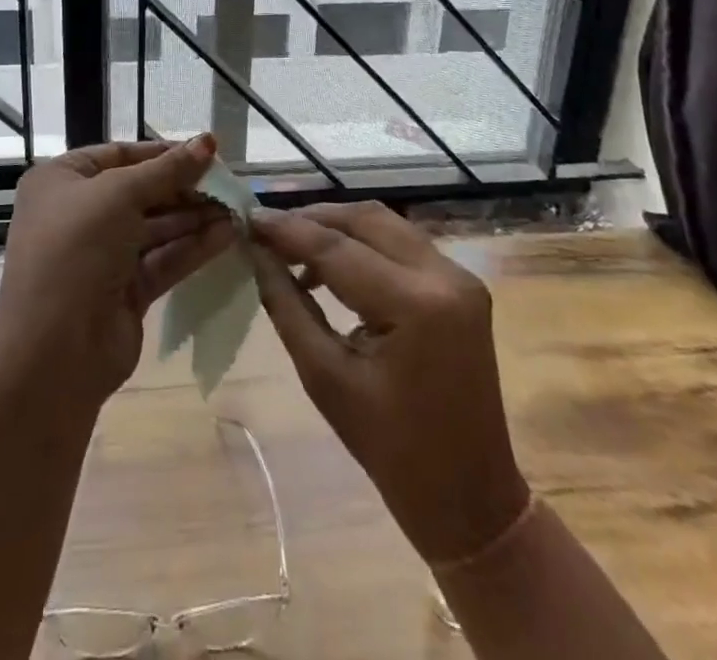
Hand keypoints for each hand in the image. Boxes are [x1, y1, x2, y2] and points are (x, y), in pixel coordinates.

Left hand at [0, 135, 232, 406]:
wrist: (54, 352)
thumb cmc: (77, 249)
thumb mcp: (119, 195)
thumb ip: (168, 169)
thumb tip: (208, 140)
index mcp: (61, 181)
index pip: (118, 155)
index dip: (162, 152)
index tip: (206, 151)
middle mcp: (78, 214)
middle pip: (140, 191)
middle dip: (184, 187)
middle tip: (228, 182)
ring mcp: (101, 255)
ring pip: (155, 227)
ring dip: (194, 217)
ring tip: (237, 207)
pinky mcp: (124, 291)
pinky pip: (162, 259)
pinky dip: (192, 247)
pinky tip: (227, 235)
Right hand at [249, 203, 528, 564]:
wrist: (469, 499)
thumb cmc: (391, 450)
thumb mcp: (325, 378)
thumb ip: (287, 305)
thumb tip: (255, 253)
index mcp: (416, 305)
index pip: (336, 247)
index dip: (287, 229)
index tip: (247, 217)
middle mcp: (445, 276)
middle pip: (366, 219)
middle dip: (313, 218)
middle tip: (268, 228)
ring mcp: (460, 277)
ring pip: (385, 223)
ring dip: (337, 226)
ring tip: (292, 244)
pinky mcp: (462, 285)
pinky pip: (402, 244)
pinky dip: (363, 243)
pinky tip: (330, 264)